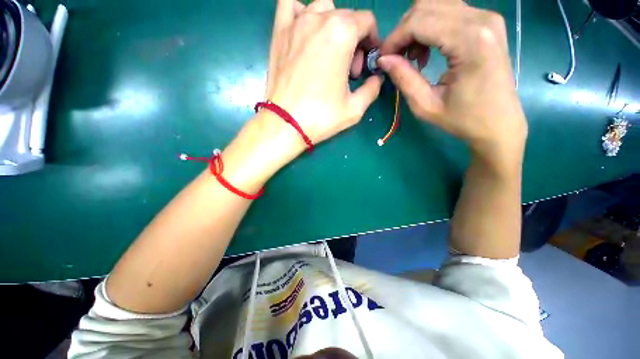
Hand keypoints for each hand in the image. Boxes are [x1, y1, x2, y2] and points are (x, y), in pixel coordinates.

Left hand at [263, 0, 383, 147]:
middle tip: (348, 71)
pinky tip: (306, 31)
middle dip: (354, 41)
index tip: (366, 64)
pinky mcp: (279, 32)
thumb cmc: (321, 117)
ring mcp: (296, 23)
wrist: (285, 123)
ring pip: (322, 9)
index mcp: (342, 33)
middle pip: (347, 17)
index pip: (367, 22)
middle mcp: (319, 19)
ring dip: (333, 27)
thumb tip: (376, 78)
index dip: (372, 42)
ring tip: (329, 54)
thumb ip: (372, 89)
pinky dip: (302, 12)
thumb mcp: (355, 109)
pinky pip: (290, 5)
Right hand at [378, 0, 526, 166]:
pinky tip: (428, 51)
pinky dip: (430, 27)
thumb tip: (383, 59)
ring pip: (436, 5)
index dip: (394, 38)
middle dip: (403, 31)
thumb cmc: (464, 119)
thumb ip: (404, 78)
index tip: (382, 58)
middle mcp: (481, 19)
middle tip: (395, 58)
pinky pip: (449, 12)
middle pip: (427, 6)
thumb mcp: (426, 105)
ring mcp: (487, 18)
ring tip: (412, 57)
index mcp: (470, 40)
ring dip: (416, 28)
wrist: (500, 123)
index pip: (419, 21)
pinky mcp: (487, 23)